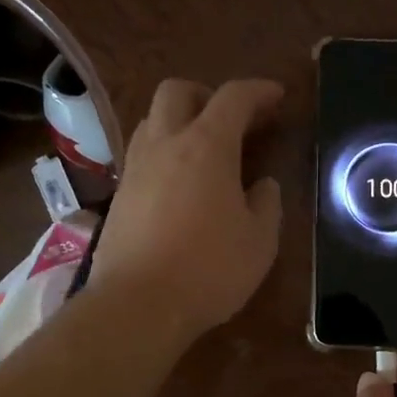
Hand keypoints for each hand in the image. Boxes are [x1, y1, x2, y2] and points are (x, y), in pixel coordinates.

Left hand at [91, 78, 284, 340]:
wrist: (137, 305)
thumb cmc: (209, 270)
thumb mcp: (259, 241)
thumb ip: (267, 203)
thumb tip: (263, 185)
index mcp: (206, 146)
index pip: (234, 97)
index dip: (259, 91)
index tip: (277, 97)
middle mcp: (165, 144)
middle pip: (178, 91)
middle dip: (208, 95)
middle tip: (232, 122)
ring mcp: (135, 167)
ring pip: (154, 119)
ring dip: (181, 121)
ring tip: (204, 151)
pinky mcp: (119, 194)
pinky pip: (142, 153)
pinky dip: (164, 152)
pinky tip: (180, 183)